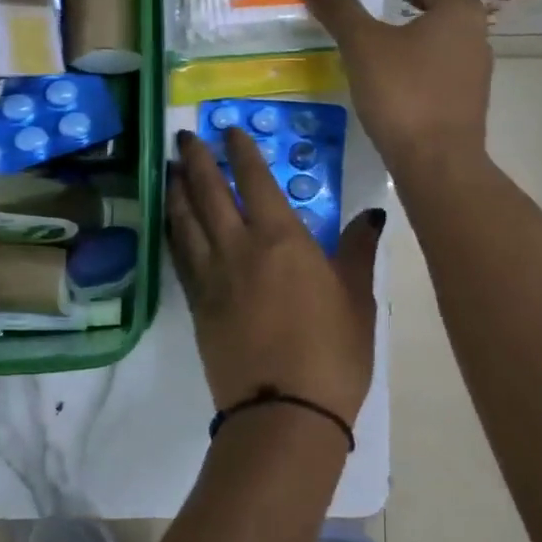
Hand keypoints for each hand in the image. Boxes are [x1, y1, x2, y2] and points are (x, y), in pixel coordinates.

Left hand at [168, 127, 382, 433]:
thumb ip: (358, 251)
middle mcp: (239, 248)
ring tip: (170, 169)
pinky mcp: (197, 306)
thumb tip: (372, 215)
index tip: (228, 129)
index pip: (255, 181)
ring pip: (186, 221)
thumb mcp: (357, 299)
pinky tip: (170, 224)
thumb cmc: (332, 353)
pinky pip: (180, 257)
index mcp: (282, 239)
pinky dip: (172, 232)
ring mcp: (212, 277)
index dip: (241, 151)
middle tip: (185, 136)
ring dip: (176, 191)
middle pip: (209, 193)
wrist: (284, 412)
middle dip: (197, 160)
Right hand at [302, 0, 490, 179]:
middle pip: (452, 5)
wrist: (437, 163)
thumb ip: (339, 9)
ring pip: (452, 38)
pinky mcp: (467, 104)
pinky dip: (429, 61)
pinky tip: (404, 77)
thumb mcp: (362, 46)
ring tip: (398, 35)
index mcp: (456, 11)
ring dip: (429, 30)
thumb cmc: (402, 93)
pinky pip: (448, 68)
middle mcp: (475, 35)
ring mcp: (475, 72)